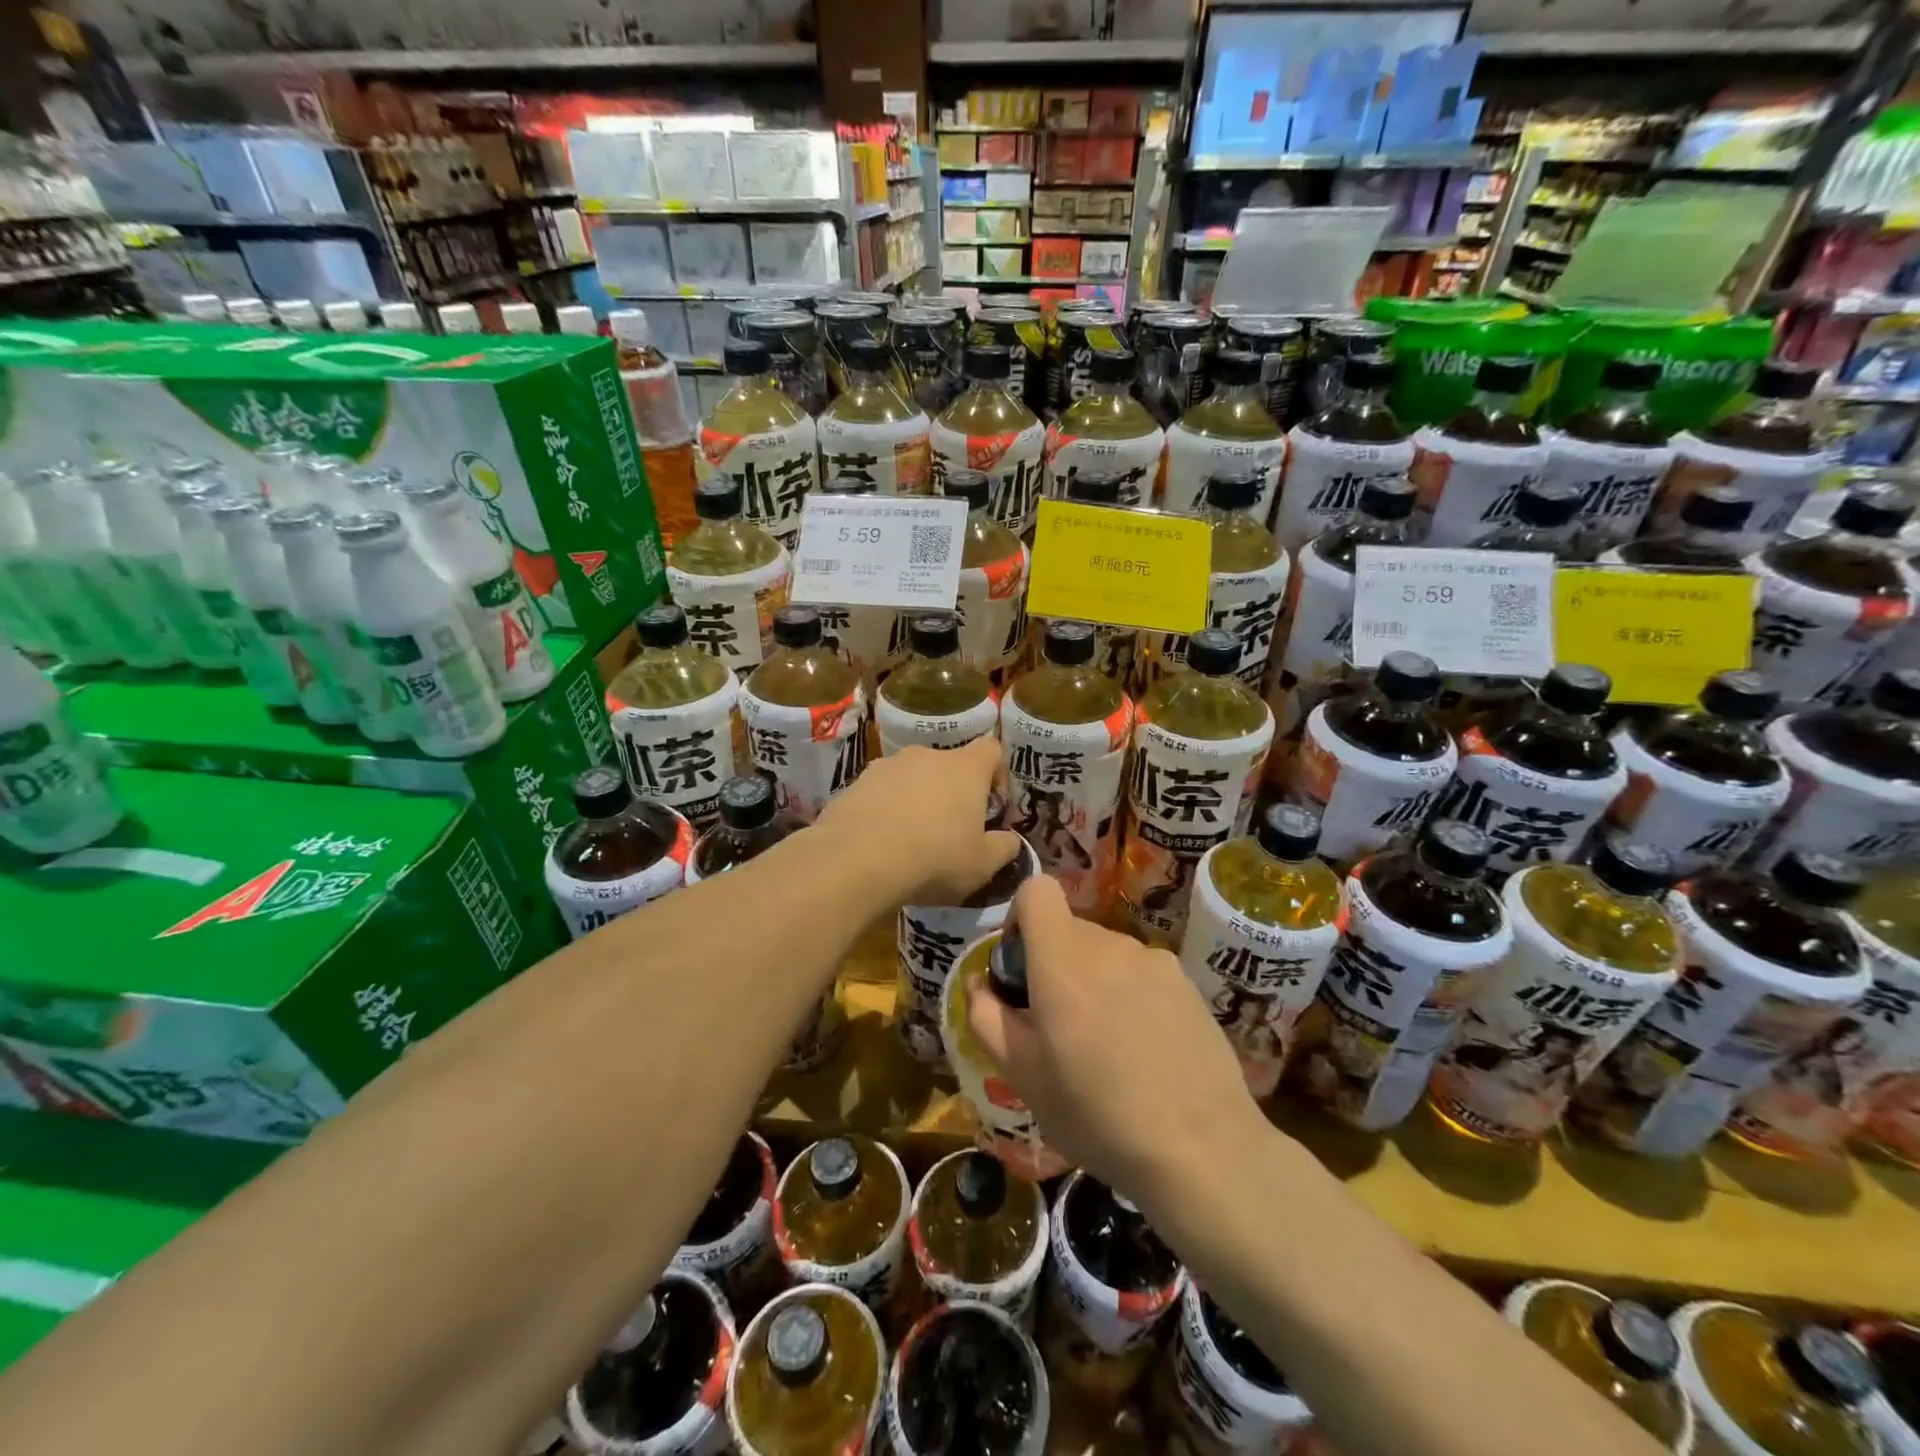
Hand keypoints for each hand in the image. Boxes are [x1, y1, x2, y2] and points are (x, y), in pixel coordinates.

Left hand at [813, 737, 1021, 907]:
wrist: (857, 860)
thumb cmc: (934, 859)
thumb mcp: (982, 865)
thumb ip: (1004, 848)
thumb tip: (1011, 840)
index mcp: (965, 768)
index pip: (992, 749)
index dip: (997, 774)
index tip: (992, 805)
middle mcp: (927, 756)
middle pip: (949, 765)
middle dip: (953, 791)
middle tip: (951, 830)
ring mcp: (888, 765)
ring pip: (913, 777)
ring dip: (917, 799)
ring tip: (912, 838)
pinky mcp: (857, 781)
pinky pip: (882, 791)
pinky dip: (886, 808)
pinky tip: (882, 841)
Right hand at [965, 874, 1263, 1204]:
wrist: (1201, 1149)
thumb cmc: (1096, 1113)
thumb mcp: (1023, 1075)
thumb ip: (987, 1017)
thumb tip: (978, 982)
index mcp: (1063, 959)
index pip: (1037, 890)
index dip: (1021, 916)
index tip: (1020, 966)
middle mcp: (1110, 945)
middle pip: (1069, 930)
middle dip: (1054, 965)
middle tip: (1058, 1026)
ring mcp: (1154, 960)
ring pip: (1106, 954)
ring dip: (1094, 982)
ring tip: (1105, 1046)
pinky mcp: (1186, 983)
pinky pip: (1141, 973)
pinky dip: (1130, 995)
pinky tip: (1143, 1050)